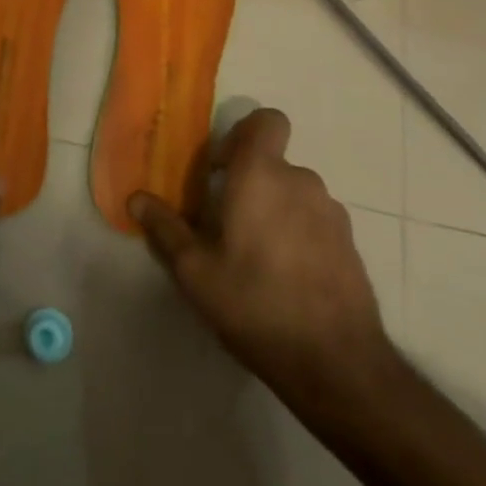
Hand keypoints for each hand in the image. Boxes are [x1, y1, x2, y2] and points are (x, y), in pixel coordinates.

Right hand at [130, 107, 394, 403]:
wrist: (338, 364)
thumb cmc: (256, 304)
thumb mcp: (196, 272)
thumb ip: (165, 229)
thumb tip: (135, 198)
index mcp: (261, 174)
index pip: (266, 120)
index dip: (244, 134)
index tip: (221, 169)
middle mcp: (300, 180)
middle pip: (273, 163)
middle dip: (250, 184)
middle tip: (227, 224)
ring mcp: (331, 213)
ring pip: (294, 194)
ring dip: (275, 211)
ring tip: (256, 259)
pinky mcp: (350, 245)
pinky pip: (316, 222)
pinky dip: (300, 236)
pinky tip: (287, 280)